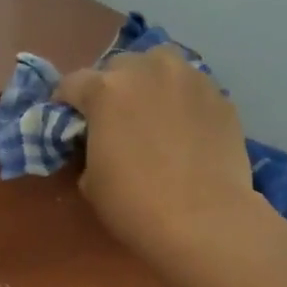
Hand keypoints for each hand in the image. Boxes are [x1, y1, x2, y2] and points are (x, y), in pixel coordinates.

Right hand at [56, 46, 269, 283]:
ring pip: (161, 67)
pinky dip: (182, 102)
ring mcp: (190, 78)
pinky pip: (191, 90)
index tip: (68, 122)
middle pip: (119, 67)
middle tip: (114, 119)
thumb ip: (89, 149)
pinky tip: (184, 131)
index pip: (72, 83)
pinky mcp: (221, 96)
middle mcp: (148, 69)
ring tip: (152, 114)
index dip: (65, 103)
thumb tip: (99, 145)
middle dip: (111, 88)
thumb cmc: (134, 203)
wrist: (203, 219)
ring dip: (150, 84)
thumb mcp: (90, 181)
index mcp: (105, 89)